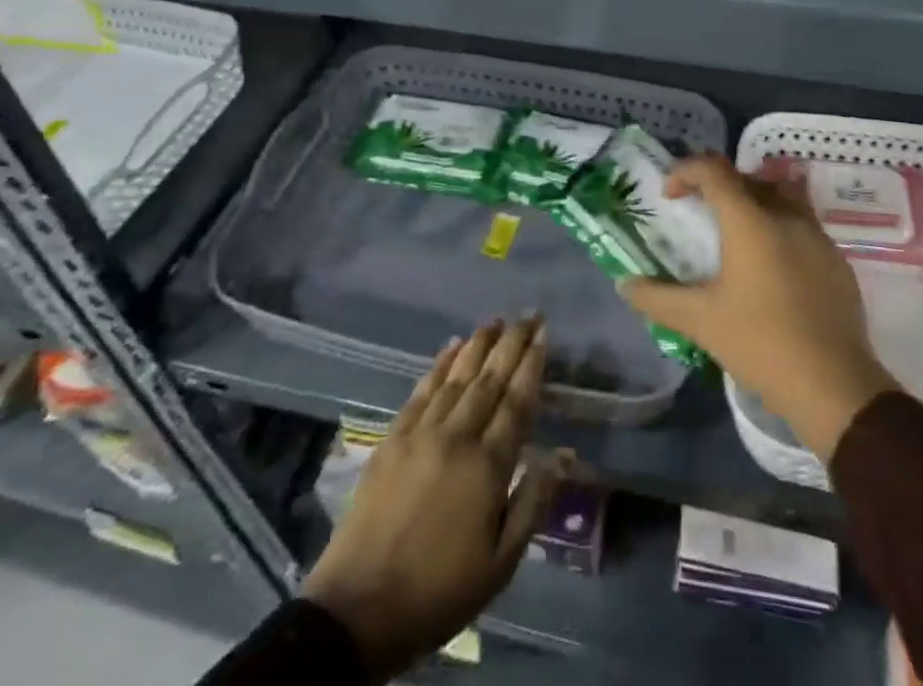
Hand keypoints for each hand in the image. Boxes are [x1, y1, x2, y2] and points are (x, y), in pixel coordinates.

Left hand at [301, 316, 562, 678]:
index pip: (517, 401)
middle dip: (512, 342)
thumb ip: (533, 502)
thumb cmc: (440, 591)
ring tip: (496, 320)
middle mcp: (457, 437)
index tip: (544, 334)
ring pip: (457, 376)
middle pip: (490, 379)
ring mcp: (421, 433)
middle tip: (529, 314)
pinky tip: (452, 347)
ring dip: (479, 344)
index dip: (532, 365)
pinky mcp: (392, 438)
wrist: (359, 609)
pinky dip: (440, 364)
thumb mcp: (500, 563)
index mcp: (487, 466)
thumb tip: (563, 453)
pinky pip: (422, 390)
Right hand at [621, 155, 896, 460]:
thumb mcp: (700, 321)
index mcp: (750, 221)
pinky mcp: (837, 262)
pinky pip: (804, 226)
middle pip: (748, 178)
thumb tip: (625, 285)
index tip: (670, 196)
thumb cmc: (761, 344)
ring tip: (739, 235)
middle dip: (720, 186)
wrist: (834, 386)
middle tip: (702, 215)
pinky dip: (781, 230)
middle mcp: (786, 216)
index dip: (685, 172)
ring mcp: (817, 237)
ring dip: (755, 202)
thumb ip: (658, 298)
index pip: (713, 170)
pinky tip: (773, 270)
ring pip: (782, 196)